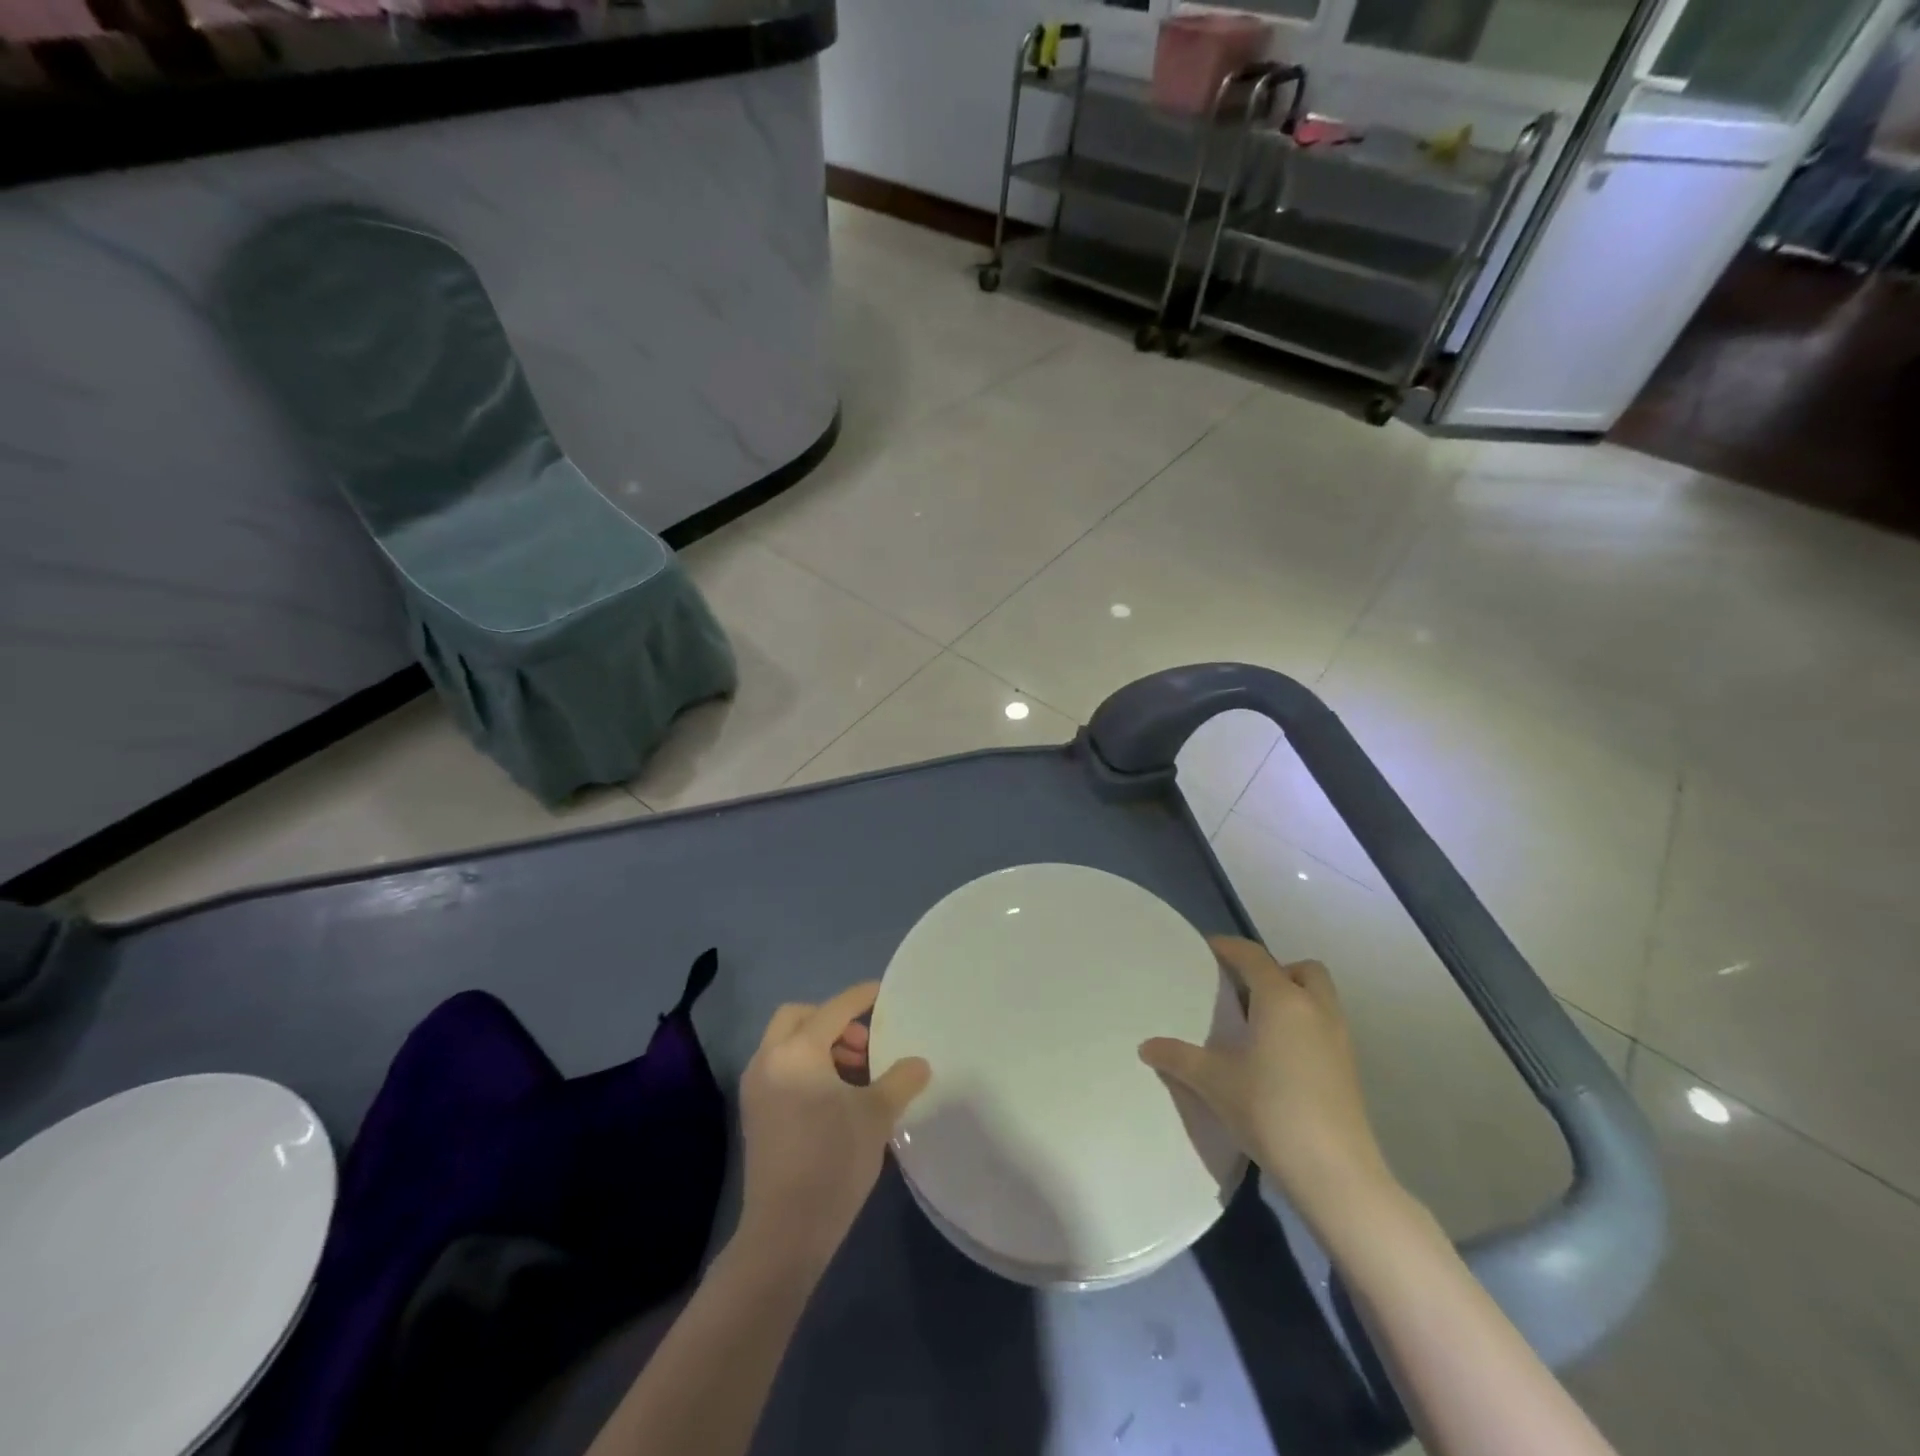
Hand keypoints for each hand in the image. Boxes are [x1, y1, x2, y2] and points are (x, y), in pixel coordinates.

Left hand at [738, 983, 930, 1275]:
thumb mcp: (876, 1115)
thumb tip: (919, 1063)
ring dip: (820, 1044)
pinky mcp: (754, 1113)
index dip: (861, 997)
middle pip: (798, 1017)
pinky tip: (834, 1096)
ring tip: (856, 1073)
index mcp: (798, 1051)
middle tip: (864, 1044)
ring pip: (787, 1043)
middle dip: (832, 1020)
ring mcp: (756, 1087)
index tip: (883, 991)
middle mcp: (769, 1059)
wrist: (784, 1231)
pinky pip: (781, 1067)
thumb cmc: (833, 1161)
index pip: (834, 1009)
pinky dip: (806, 1065)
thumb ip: (900, 1080)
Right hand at [1139, 937, 1395, 1230]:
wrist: (1335, 1173)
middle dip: (1273, 971)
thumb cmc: (1270, 1111)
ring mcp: (1339, 1039)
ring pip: (1319, 997)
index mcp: (1281, 1000)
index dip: (1228, 947)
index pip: (1253, 956)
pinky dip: (1303, 1025)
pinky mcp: (1348, 1068)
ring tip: (1258, 1025)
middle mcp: (1315, 1009)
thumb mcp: (1213, 1082)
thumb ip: (1178, 1057)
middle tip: (1243, 991)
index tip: (1206, 950)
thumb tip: (1146, 1046)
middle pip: (1301, 969)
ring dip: (1292, 998)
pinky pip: (1324, 1025)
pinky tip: (1278, 1057)